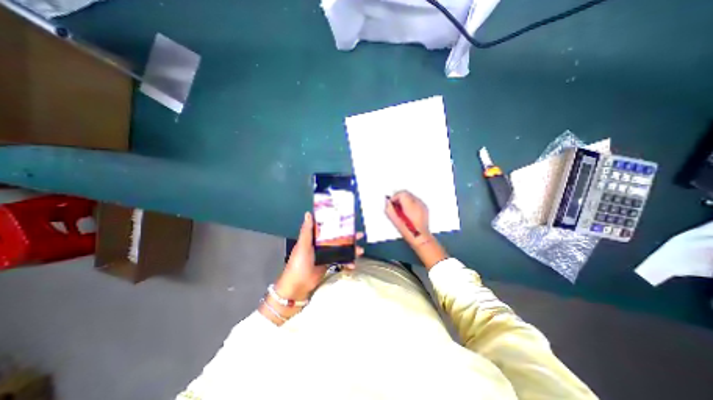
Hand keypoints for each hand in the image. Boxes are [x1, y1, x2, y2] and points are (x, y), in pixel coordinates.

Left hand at [273, 212, 362, 299]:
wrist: (298, 285)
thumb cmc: (299, 262)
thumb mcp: (303, 245)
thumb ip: (307, 230)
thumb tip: (308, 213)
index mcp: (315, 237)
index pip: (328, 227)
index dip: (338, 223)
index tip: (348, 219)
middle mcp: (322, 244)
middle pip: (338, 238)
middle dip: (349, 237)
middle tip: (360, 235)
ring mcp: (327, 254)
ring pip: (341, 249)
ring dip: (351, 250)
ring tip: (360, 251)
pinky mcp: (329, 264)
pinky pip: (341, 261)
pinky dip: (347, 262)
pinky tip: (353, 265)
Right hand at [388, 191, 430, 247]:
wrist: (420, 237)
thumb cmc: (408, 230)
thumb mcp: (395, 220)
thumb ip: (389, 209)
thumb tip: (387, 202)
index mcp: (409, 204)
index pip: (401, 193)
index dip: (394, 197)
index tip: (391, 203)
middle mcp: (417, 202)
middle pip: (406, 193)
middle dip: (399, 198)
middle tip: (395, 206)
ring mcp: (422, 204)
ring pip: (411, 196)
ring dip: (405, 201)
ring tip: (402, 210)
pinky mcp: (425, 208)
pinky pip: (416, 201)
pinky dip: (411, 204)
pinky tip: (409, 212)